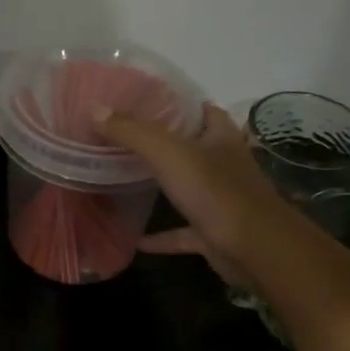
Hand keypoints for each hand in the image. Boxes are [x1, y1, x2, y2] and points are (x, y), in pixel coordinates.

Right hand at [93, 102, 286, 285]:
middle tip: (125, 138)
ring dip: (164, 186)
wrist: (254, 248)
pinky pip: (182, 232)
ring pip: (188, 187)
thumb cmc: (215, 191)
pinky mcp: (214, 232)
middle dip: (165, 143)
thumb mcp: (168, 153)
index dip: (177, 103)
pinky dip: (161, 236)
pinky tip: (136, 241)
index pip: (202, 110)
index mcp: (220, 137)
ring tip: (127, 180)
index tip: (143, 102)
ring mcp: (220, 200)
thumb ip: (132, 132)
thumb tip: (94, 109)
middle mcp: (224, 165)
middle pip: (193, 147)